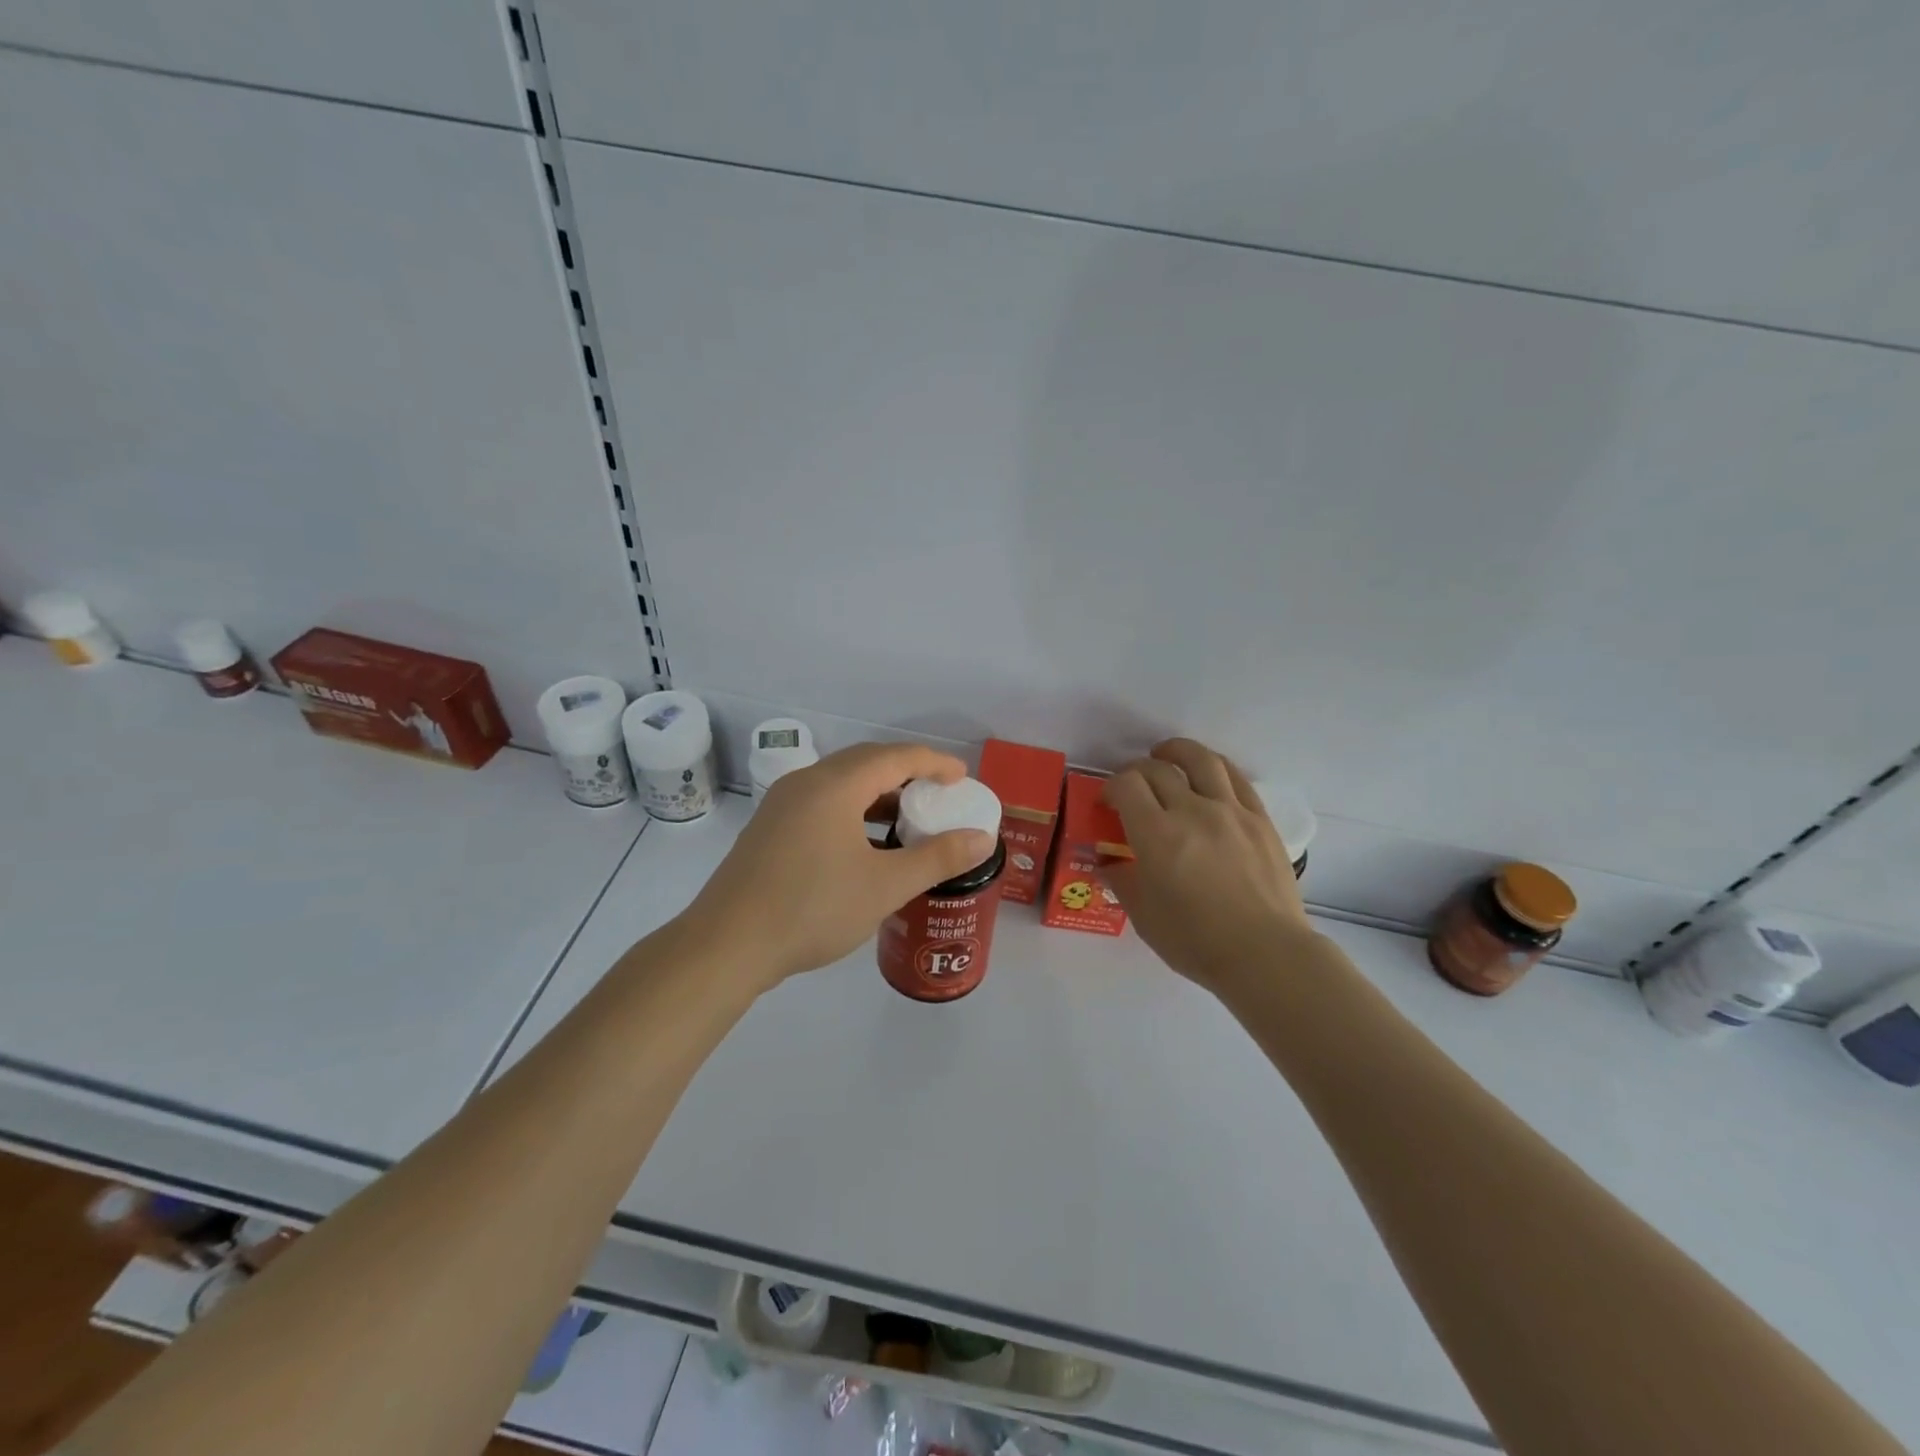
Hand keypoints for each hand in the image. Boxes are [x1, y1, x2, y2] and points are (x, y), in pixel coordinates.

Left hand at [680, 742, 997, 991]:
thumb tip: (982, 839)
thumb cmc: (812, 909)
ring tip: (907, 818)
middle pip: (866, 762)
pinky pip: (821, 802)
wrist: (726, 945)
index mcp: (835, 785)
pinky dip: (852, 809)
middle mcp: (806, 782)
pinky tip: (864, 843)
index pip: (896, 757)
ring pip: (841, 782)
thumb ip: (937, 858)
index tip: (962, 778)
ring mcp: (782, 804)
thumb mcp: (885, 886)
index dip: (934, 763)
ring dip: (878, 792)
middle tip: (939, 794)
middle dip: (907, 772)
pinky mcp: (769, 828)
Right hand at [1101, 739, 1314, 994]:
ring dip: (1177, 751)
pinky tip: (1207, 774)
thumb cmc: (1196, 941)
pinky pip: (1235, 778)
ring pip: (1201, 760)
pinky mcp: (1259, 819)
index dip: (1111, 787)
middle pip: (1158, 769)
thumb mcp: (1144, 917)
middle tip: (1132, 787)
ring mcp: (1230, 811)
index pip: (1127, 785)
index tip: (1108, 803)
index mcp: (1157, 834)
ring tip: (1167, 755)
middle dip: (1137, 772)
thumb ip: (1123, 881)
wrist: (1266, 954)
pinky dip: (1214, 767)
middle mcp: (1192, 811)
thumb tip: (1110, 864)